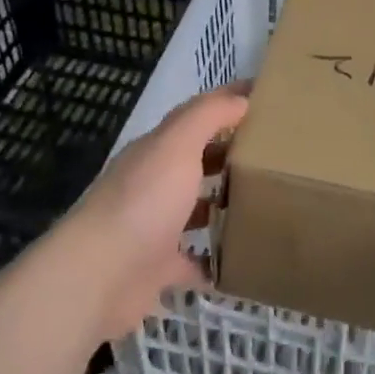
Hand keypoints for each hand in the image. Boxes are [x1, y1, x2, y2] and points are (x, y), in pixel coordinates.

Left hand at [55, 85, 248, 343]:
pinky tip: (241, 259)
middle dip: (227, 155)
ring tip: (265, 203)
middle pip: (194, 162)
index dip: (226, 104)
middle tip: (274, 155)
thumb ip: (208, 116)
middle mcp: (152, 184)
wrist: (100, 275)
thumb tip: (241, 99)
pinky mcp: (157, 269)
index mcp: (155, 150)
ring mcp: (153, 228)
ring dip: (221, 205)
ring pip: (193, 210)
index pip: (194, 117)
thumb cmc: (144, 200)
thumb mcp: (177, 143)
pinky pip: (193, 262)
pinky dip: (213, 261)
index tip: (264, 98)